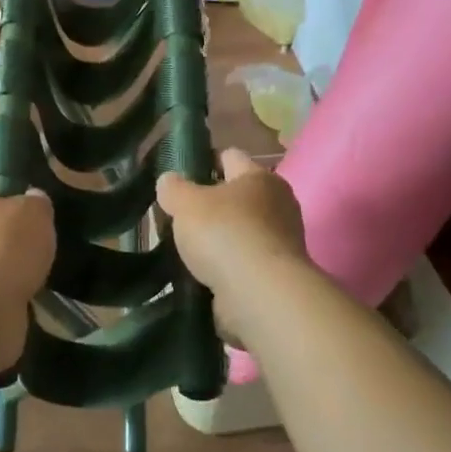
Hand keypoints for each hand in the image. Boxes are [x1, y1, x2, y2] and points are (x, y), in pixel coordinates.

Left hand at [0, 185, 54, 307]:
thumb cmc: (4, 247)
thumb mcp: (35, 211)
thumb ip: (36, 201)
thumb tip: (33, 200)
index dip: (10, 201)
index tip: (31, 217)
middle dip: (7, 240)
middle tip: (35, 248)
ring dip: (3, 271)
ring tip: (31, 278)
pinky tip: (19, 299)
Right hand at [157, 149, 307, 341]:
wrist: (262, 295)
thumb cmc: (225, 234)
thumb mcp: (186, 203)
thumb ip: (173, 188)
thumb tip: (169, 181)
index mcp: (260, 177)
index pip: (229, 156)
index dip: (203, 160)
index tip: (179, 176)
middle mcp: (278, 204)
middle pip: (236, 195)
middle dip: (210, 204)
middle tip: (179, 216)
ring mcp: (281, 241)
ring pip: (240, 230)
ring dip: (217, 239)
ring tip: (186, 250)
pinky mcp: (277, 274)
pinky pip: (244, 262)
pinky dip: (226, 267)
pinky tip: (202, 274)